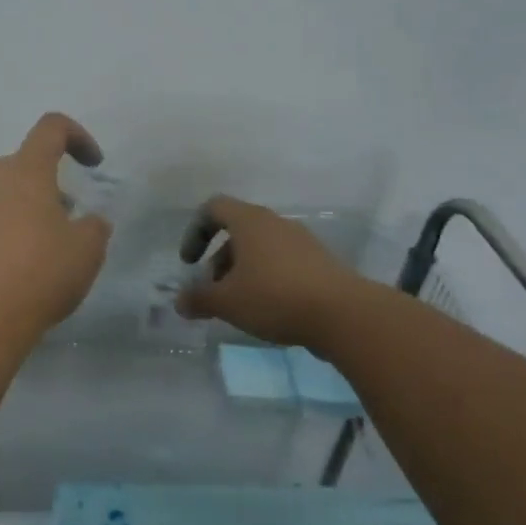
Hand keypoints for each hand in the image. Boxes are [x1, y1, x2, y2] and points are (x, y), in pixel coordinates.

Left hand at [0, 113, 112, 350]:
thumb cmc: (38, 275)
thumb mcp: (86, 252)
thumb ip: (93, 227)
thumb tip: (88, 221)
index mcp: (25, 172)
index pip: (51, 128)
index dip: (77, 136)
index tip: (92, 164)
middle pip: (22, 165)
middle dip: (47, 184)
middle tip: (65, 219)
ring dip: (20, 209)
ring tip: (37, 248)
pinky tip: (7, 269)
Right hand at [176, 194, 374, 347]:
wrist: (345, 315)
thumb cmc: (274, 297)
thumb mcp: (226, 302)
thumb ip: (198, 299)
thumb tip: (180, 302)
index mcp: (250, 222)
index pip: (213, 208)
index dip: (195, 232)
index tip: (190, 262)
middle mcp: (276, 223)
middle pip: (237, 231)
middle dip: (219, 260)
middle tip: (214, 291)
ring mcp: (302, 242)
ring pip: (261, 249)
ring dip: (243, 271)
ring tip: (240, 305)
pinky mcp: (321, 262)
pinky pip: (283, 263)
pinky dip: (267, 279)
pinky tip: (269, 309)